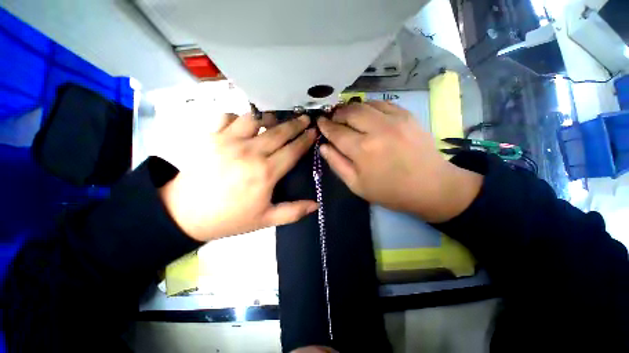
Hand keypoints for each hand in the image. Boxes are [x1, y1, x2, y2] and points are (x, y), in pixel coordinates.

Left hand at [160, 113, 317, 241]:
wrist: (183, 214)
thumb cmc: (229, 218)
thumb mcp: (265, 220)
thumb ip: (293, 212)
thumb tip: (316, 204)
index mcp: (266, 173)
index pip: (293, 150)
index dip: (305, 139)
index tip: (314, 131)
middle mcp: (250, 152)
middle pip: (279, 131)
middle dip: (295, 124)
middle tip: (305, 118)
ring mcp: (229, 141)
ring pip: (255, 118)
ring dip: (269, 117)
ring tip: (276, 120)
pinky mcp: (211, 136)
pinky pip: (228, 116)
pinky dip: (239, 117)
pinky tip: (243, 124)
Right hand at [317, 101, 481, 222]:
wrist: (431, 186)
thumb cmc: (389, 191)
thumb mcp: (357, 185)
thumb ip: (337, 164)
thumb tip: (323, 147)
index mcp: (362, 150)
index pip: (336, 131)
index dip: (325, 126)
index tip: (319, 122)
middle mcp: (377, 129)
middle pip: (349, 112)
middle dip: (336, 114)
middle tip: (333, 119)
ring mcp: (394, 119)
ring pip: (364, 104)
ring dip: (351, 109)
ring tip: (347, 116)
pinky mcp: (407, 115)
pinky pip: (382, 103)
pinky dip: (369, 106)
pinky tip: (367, 114)